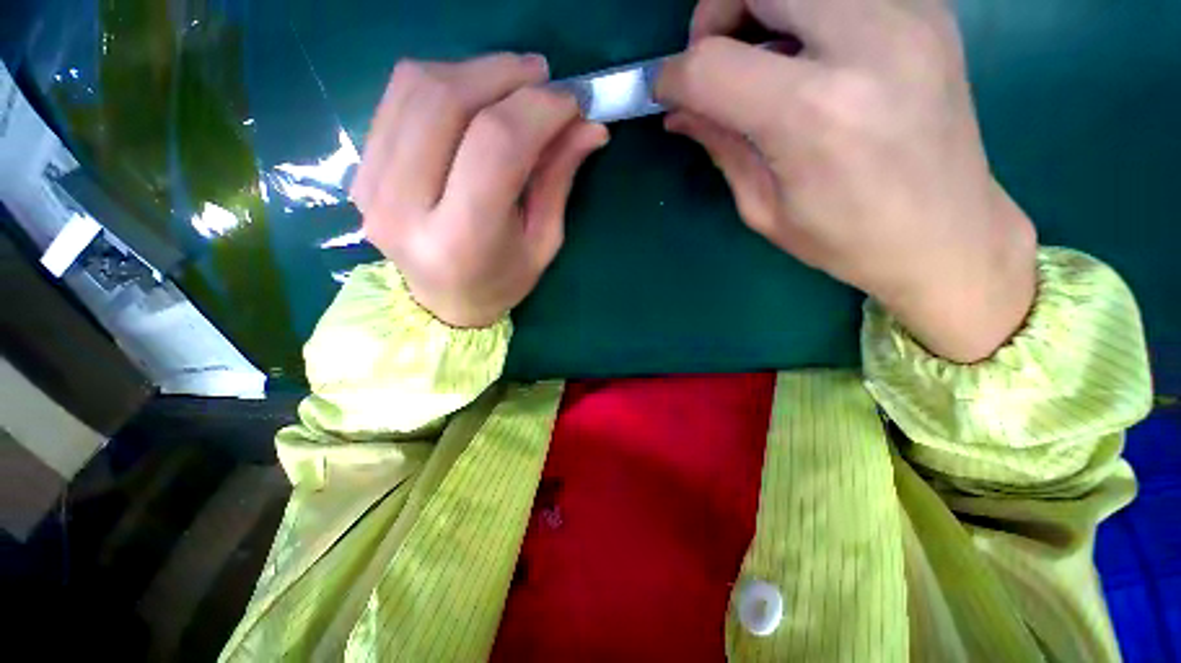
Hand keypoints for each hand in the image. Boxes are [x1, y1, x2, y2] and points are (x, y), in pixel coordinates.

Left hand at [351, 54, 607, 327]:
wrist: (442, 303)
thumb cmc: (502, 280)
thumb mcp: (542, 242)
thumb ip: (558, 179)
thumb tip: (589, 126)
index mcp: (461, 240)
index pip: (497, 147)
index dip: (537, 109)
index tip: (571, 100)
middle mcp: (404, 208)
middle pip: (447, 103)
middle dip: (503, 75)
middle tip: (542, 76)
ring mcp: (371, 185)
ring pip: (416, 88)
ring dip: (473, 70)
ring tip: (511, 81)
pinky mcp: (360, 169)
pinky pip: (397, 97)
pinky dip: (441, 81)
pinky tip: (471, 95)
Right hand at [658, 0, 1036, 361]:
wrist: (947, 233)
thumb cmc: (846, 238)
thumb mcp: (763, 208)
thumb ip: (721, 146)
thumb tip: (679, 112)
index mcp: (814, 114)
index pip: (711, 65)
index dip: (673, 76)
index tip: (666, 93)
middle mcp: (866, 43)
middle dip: (715, 14)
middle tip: (715, 60)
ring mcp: (907, 14)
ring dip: (762, 7)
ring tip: (761, 57)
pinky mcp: (927, 8)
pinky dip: (807, 11)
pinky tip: (810, 54)